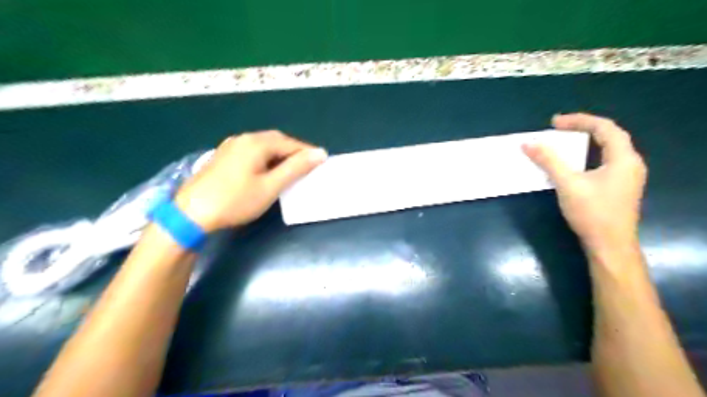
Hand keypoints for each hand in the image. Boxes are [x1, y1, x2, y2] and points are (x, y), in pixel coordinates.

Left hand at [172, 130, 326, 228]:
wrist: (191, 213)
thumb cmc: (235, 200)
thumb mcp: (270, 186)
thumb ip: (295, 168)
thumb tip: (320, 153)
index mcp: (257, 143)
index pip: (290, 143)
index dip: (307, 153)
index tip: (321, 163)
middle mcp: (244, 138)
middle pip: (276, 141)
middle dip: (294, 152)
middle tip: (307, 167)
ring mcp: (231, 146)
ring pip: (263, 146)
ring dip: (280, 155)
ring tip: (290, 170)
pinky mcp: (223, 156)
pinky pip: (252, 151)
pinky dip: (266, 158)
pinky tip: (267, 170)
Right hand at [525, 113, 644, 251]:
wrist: (609, 245)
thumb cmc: (591, 212)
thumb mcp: (567, 184)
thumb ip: (548, 161)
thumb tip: (527, 144)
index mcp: (623, 158)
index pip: (604, 127)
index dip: (578, 120)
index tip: (554, 123)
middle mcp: (630, 163)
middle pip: (608, 136)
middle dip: (582, 128)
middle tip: (557, 129)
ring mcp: (627, 176)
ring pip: (607, 149)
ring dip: (585, 142)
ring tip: (564, 141)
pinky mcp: (620, 187)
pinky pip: (604, 161)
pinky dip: (587, 155)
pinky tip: (574, 163)